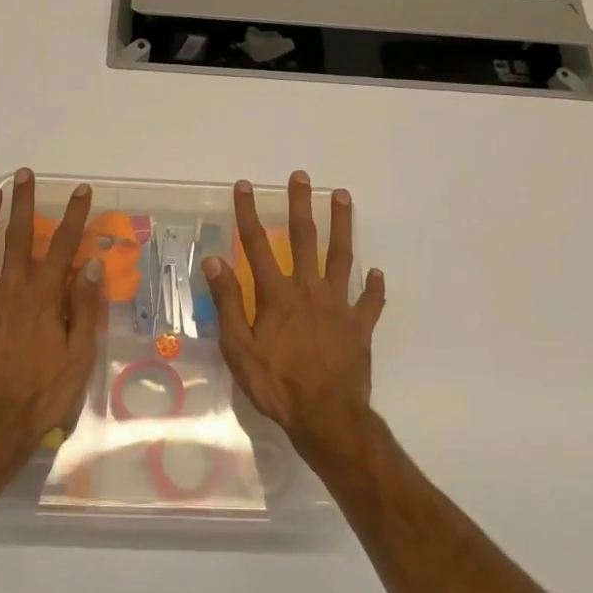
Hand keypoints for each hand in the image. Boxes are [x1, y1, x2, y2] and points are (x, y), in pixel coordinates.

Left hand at [0, 169, 104, 460]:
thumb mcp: (78, 356)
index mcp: (43, 298)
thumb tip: (91, 266)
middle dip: (22, 203)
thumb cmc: (43, 394)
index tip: (79, 190)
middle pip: (17, 238)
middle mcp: (11, 292)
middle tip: (23, 174)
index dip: (72, 216)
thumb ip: (82, 308)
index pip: (61, 246)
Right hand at [203, 171, 385, 449]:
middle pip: (305, 239)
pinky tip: (376, 273)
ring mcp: (338, 306)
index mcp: (277, 295)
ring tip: (342, 197)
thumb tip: (215, 261)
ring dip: (342, 225)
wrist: (326, 416)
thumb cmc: (276, 384)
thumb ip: (228, 302)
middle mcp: (309, 290)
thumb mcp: (239, 348)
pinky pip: (369, 301)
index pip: (258, 245)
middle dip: (300, 205)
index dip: (248, 213)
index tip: (244, 187)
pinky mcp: (359, 326)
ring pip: (341, 257)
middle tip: (301, 177)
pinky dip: (373, 287)